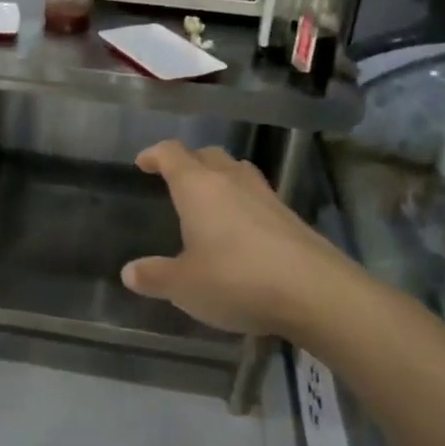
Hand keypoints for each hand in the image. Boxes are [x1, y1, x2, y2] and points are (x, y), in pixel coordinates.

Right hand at [122, 140, 350, 336]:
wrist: (315, 292)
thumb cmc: (236, 279)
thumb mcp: (184, 285)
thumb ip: (155, 276)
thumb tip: (129, 272)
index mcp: (198, 186)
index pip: (171, 153)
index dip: (154, 154)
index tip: (143, 163)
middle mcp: (231, 180)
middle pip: (207, 155)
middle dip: (189, 162)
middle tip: (176, 180)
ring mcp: (265, 195)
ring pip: (236, 171)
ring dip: (220, 178)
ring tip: (209, 200)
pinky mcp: (290, 216)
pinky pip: (257, 196)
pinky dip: (242, 203)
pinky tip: (241, 230)